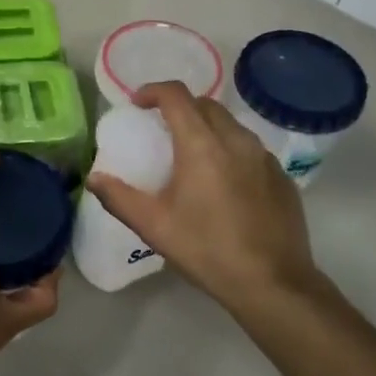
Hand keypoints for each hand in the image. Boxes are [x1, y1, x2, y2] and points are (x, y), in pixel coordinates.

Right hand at [86, 81, 322, 313]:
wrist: (272, 283)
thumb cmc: (207, 250)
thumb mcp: (154, 226)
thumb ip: (119, 197)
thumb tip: (94, 178)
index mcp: (202, 145)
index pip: (176, 95)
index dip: (153, 91)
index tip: (138, 104)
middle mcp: (236, 140)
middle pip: (206, 105)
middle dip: (180, 108)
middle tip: (162, 130)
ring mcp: (264, 158)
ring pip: (231, 125)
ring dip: (207, 128)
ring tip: (192, 155)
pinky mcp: (282, 177)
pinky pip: (251, 150)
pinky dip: (231, 151)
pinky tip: (224, 183)